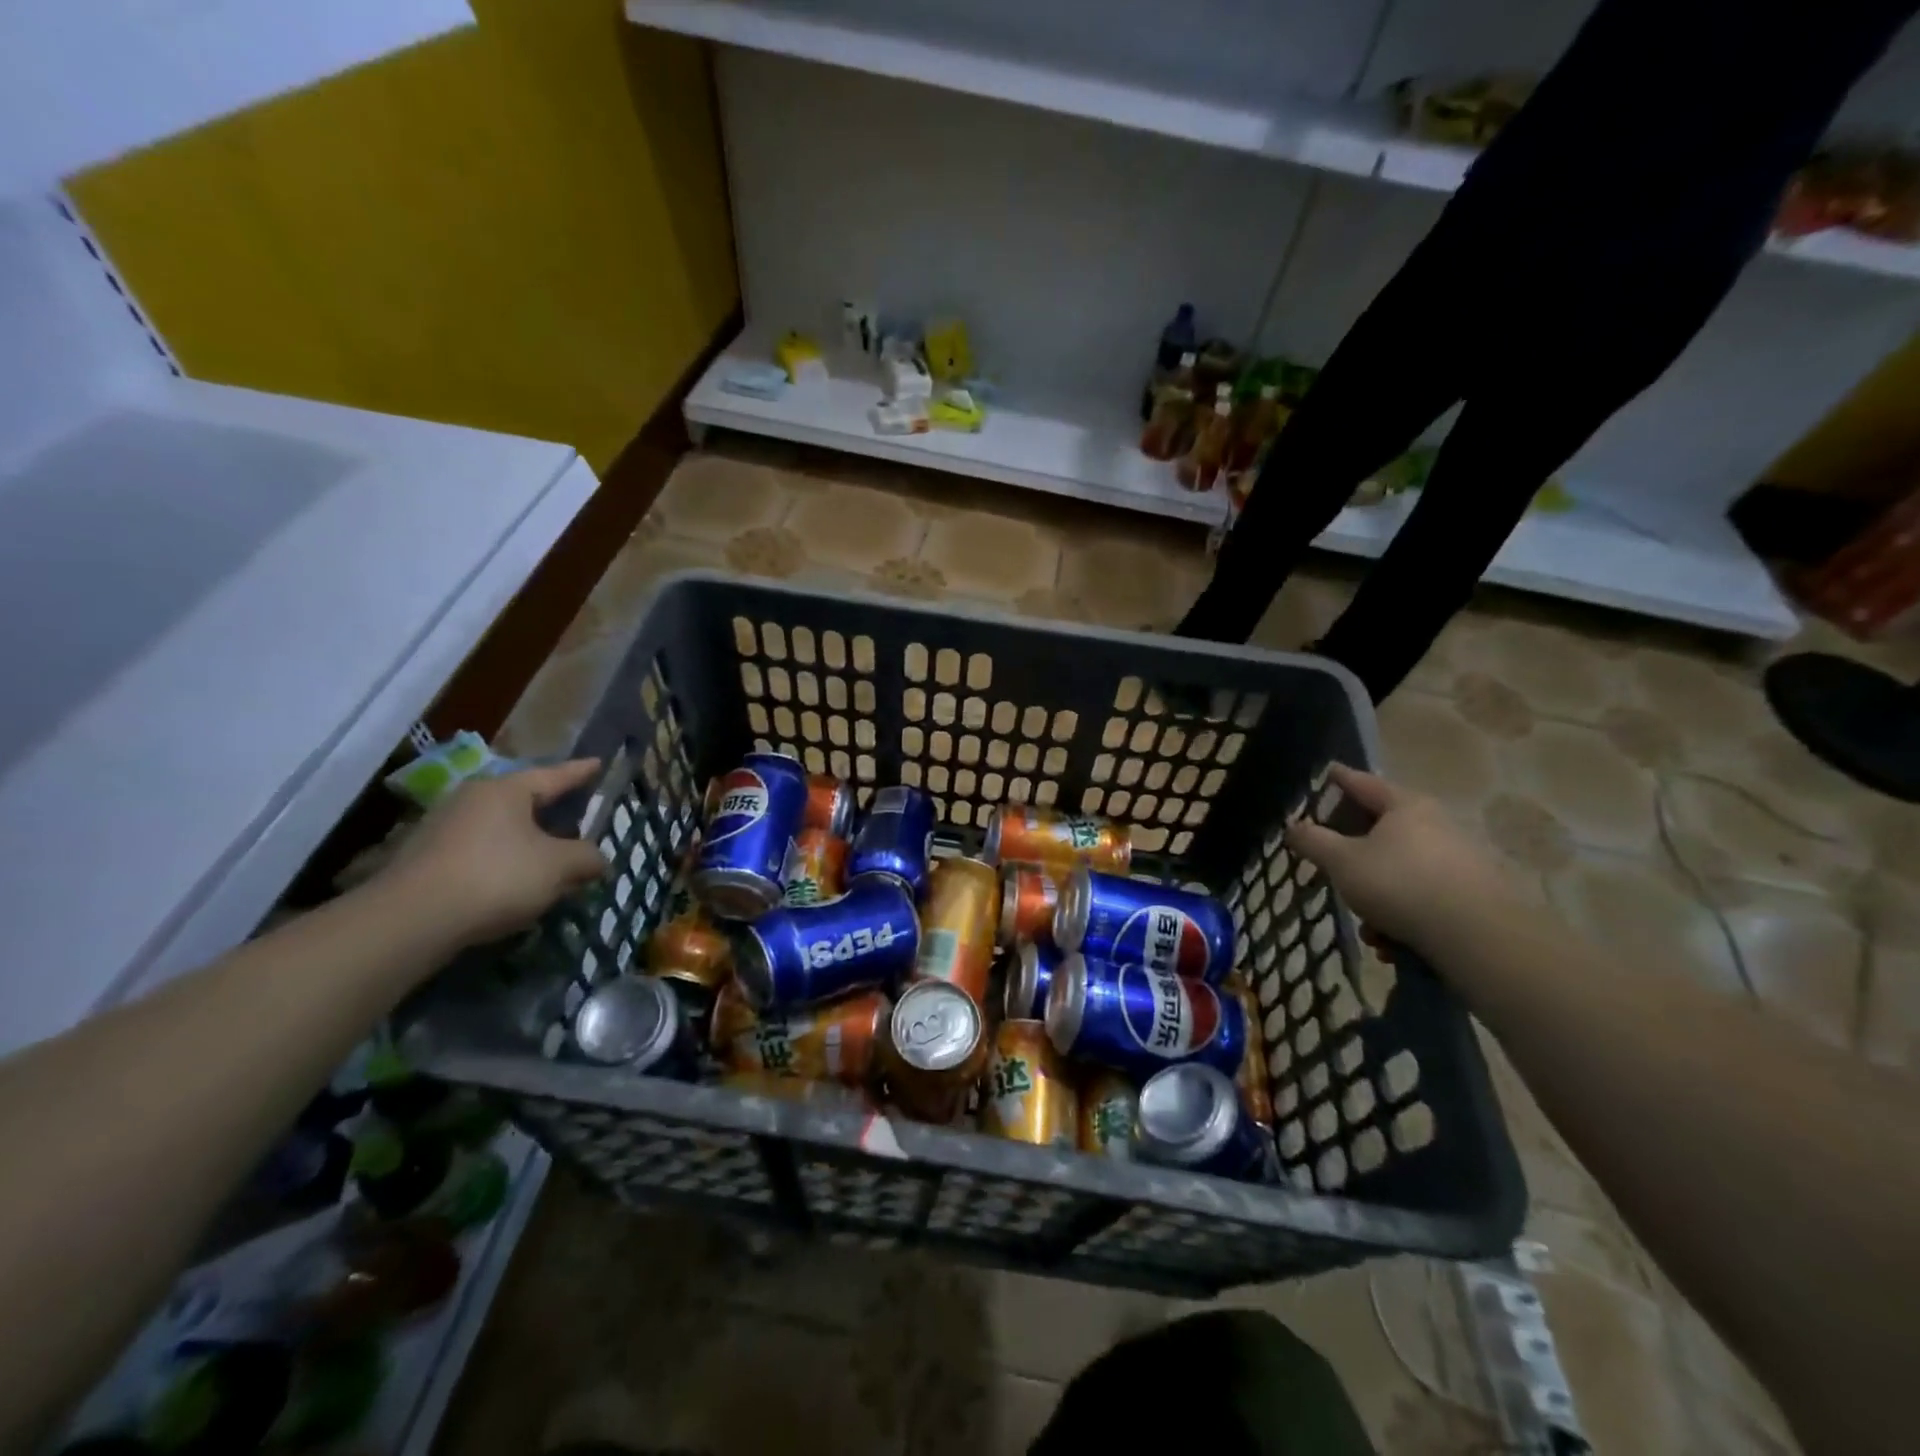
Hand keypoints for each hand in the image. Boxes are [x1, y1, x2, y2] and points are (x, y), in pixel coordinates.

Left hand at [382, 759, 608, 948]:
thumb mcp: (558, 867)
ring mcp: (444, 828)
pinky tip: (515, 883)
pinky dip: (503, 861)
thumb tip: (598, 859)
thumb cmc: (496, 877)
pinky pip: (480, 851)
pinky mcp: (427, 859)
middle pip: (524, 801)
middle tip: (577, 816)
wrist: (410, 921)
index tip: (598, 763)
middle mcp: (472, 799)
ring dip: (527, 842)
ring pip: (501, 828)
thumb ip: (586, 857)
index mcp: (506, 790)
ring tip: (549, 858)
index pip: (554, 775)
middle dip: (552, 811)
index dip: (580, 772)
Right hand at [1285, 764, 1518, 956]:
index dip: (1340, 778)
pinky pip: (1424, 898)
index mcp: (1405, 806)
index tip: (1328, 772)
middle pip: (1383, 829)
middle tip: (1334, 867)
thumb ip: (1313, 841)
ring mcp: (1460, 859)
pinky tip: (1392, 943)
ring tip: (1368, 928)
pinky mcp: (1474, 895)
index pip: (1363, 782)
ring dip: (1378, 896)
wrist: (1479, 937)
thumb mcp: (1342, 862)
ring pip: (1401, 871)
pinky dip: (1403, 916)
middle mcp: (1437, 824)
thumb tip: (1293, 825)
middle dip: (1355, 854)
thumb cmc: (1400, 884)